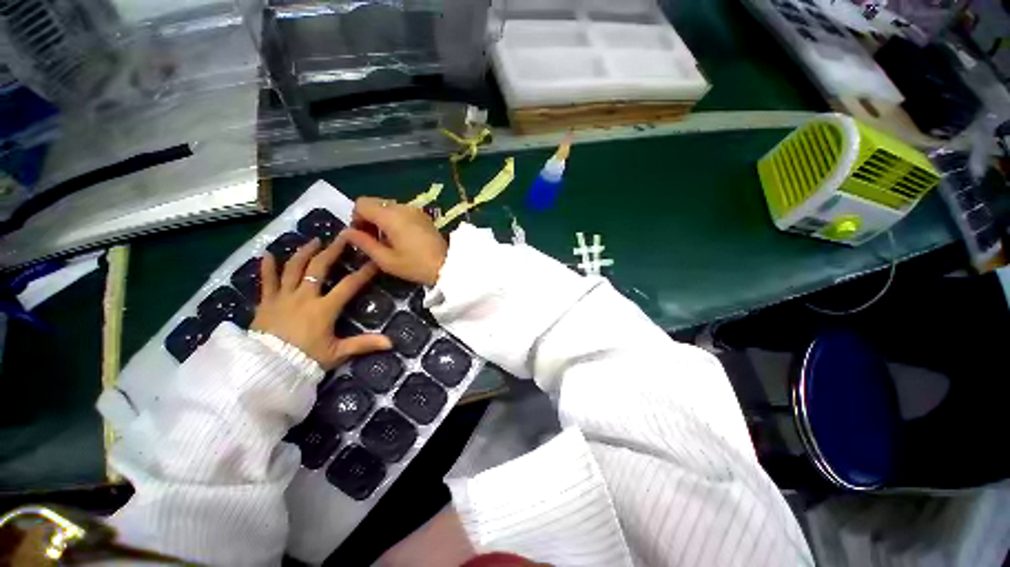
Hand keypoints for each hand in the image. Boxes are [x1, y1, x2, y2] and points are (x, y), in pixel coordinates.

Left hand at [251, 234, 391, 368]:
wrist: (265, 369)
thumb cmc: (305, 360)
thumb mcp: (338, 353)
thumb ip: (364, 344)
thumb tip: (391, 343)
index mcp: (324, 308)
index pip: (349, 285)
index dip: (364, 272)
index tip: (374, 260)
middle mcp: (304, 297)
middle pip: (319, 268)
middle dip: (333, 251)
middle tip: (342, 237)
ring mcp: (283, 297)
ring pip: (293, 268)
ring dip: (304, 253)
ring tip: (314, 241)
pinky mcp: (266, 302)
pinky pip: (266, 281)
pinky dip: (266, 267)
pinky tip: (267, 254)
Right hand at [344, 197, 447, 285]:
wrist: (448, 265)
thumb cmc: (416, 265)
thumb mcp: (386, 260)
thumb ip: (364, 243)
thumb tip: (347, 233)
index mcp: (391, 216)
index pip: (361, 203)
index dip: (356, 218)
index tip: (362, 236)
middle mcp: (402, 207)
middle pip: (375, 202)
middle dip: (368, 218)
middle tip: (373, 239)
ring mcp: (415, 209)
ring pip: (388, 206)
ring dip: (382, 219)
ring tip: (388, 241)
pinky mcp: (423, 215)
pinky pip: (401, 211)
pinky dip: (395, 220)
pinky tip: (401, 238)